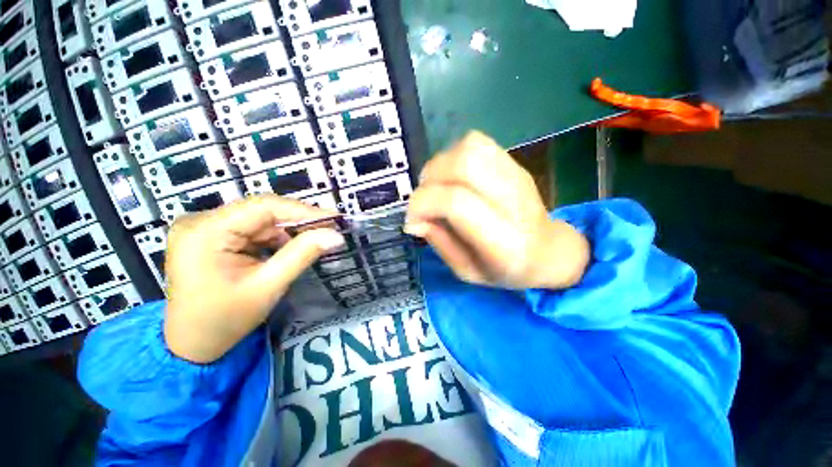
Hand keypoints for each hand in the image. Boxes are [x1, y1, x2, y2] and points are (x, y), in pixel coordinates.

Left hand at [163, 195, 344, 363]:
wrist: (192, 345)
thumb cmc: (225, 320)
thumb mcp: (268, 287)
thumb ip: (302, 255)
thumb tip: (336, 235)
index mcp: (205, 232)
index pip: (264, 207)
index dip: (304, 210)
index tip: (335, 219)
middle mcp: (200, 221)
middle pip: (261, 210)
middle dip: (299, 220)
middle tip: (330, 229)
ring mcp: (205, 227)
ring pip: (260, 218)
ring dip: (289, 230)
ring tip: (314, 240)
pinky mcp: (212, 235)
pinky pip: (253, 228)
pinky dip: (276, 237)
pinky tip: (289, 248)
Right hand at [404, 131, 588, 289]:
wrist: (548, 251)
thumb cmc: (506, 270)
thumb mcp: (467, 271)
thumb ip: (440, 243)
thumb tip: (413, 219)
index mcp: (504, 241)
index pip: (455, 202)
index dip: (423, 204)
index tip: (412, 220)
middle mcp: (514, 202)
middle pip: (462, 164)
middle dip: (429, 180)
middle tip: (424, 201)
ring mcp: (517, 176)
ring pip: (468, 148)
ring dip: (440, 165)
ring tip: (436, 188)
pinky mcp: (514, 164)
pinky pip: (476, 143)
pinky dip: (453, 155)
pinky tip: (452, 177)